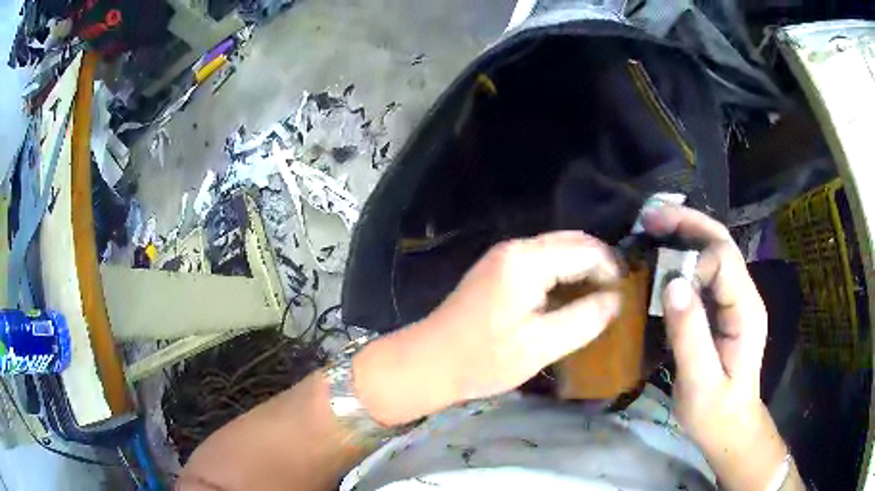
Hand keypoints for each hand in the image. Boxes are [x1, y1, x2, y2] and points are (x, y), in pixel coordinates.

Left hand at [426, 231, 620, 399]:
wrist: (429, 362)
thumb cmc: (484, 359)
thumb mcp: (541, 345)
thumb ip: (584, 319)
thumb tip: (616, 299)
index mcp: (527, 261)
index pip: (585, 250)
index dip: (611, 268)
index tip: (626, 293)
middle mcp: (515, 248)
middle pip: (571, 242)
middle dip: (599, 263)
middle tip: (617, 293)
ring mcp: (503, 256)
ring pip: (556, 249)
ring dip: (581, 267)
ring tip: (600, 295)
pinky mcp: (497, 269)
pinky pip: (541, 260)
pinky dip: (563, 272)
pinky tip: (570, 294)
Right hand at [644, 205, 791, 490]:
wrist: (730, 427)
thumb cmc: (716, 412)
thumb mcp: (700, 382)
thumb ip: (690, 334)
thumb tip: (672, 283)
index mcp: (746, 310)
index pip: (722, 260)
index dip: (691, 260)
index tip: (660, 279)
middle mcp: (745, 295)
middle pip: (721, 242)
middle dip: (687, 223)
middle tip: (649, 217)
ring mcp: (735, 301)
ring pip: (714, 251)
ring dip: (684, 234)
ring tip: (652, 229)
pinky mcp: (724, 309)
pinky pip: (706, 272)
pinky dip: (684, 257)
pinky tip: (664, 259)